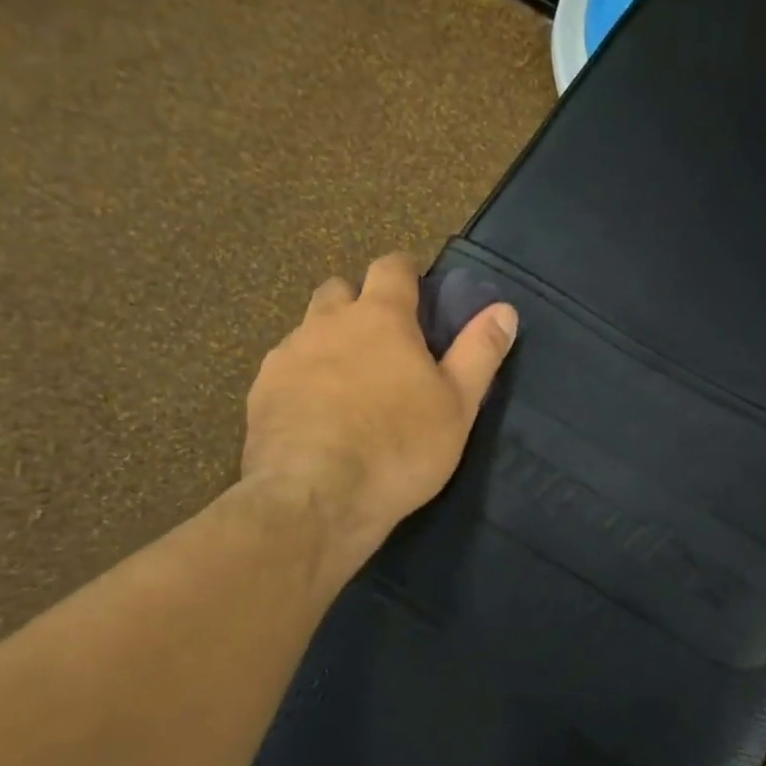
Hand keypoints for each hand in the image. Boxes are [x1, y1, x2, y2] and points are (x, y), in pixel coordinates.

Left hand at [240, 253, 517, 572]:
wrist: (316, 499)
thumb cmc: (400, 447)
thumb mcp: (458, 404)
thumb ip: (479, 352)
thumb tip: (504, 309)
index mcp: (380, 318)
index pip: (391, 267)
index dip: (406, 272)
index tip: (418, 291)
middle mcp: (328, 323)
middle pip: (340, 290)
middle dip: (360, 302)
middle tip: (383, 340)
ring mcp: (288, 355)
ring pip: (308, 328)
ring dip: (329, 339)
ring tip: (349, 381)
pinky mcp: (260, 391)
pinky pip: (285, 367)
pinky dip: (303, 376)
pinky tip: (316, 412)